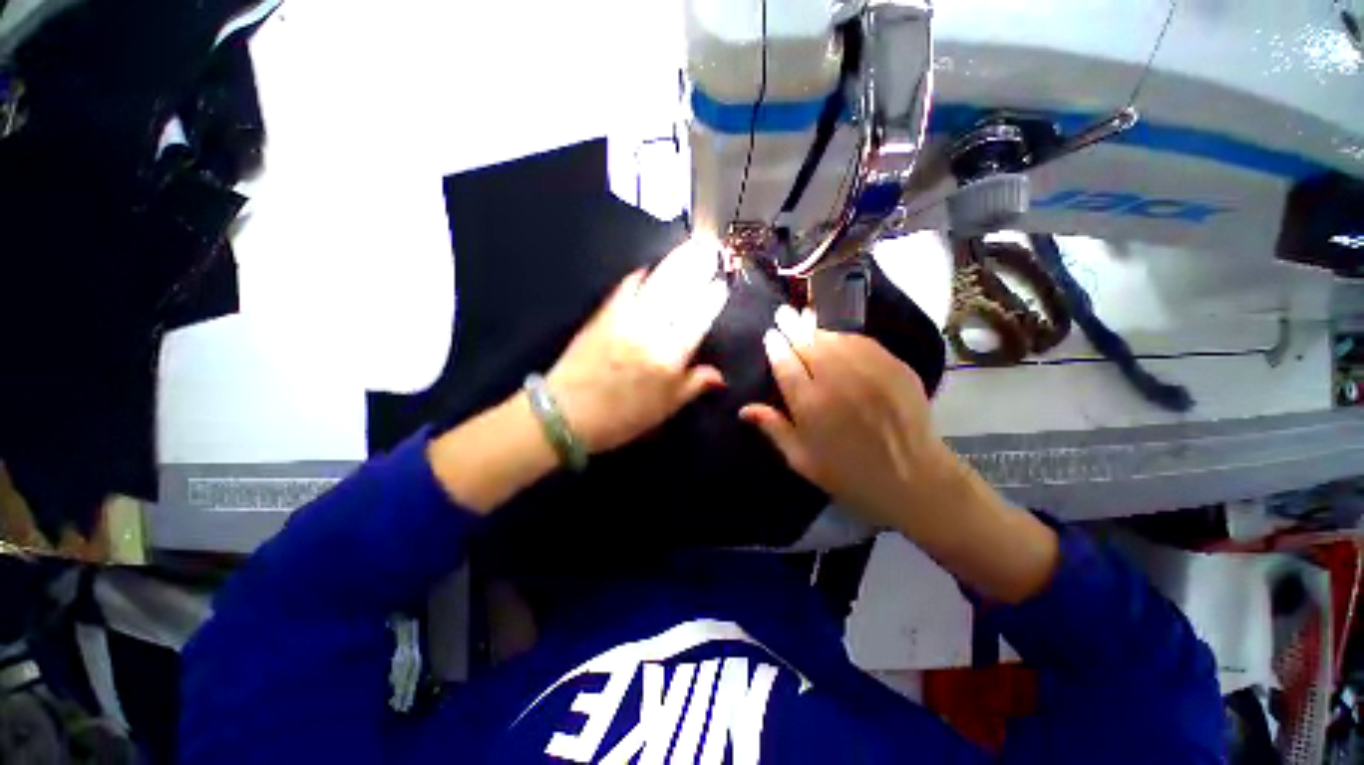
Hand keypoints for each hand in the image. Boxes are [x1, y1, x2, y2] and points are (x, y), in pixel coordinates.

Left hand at [546, 236, 729, 454]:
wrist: (565, 414)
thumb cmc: (621, 418)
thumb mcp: (663, 410)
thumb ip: (692, 386)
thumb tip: (719, 376)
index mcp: (669, 357)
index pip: (697, 319)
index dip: (711, 299)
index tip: (721, 284)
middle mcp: (650, 332)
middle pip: (678, 294)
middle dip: (697, 268)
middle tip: (710, 247)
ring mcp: (624, 320)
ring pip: (655, 286)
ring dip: (675, 264)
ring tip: (690, 247)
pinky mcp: (602, 316)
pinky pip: (623, 290)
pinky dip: (636, 277)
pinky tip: (645, 268)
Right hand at [739, 305, 962, 531]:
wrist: (914, 479)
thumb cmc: (849, 474)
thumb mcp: (802, 460)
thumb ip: (773, 429)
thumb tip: (743, 409)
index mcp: (810, 404)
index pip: (785, 364)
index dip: (775, 346)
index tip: (770, 334)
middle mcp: (836, 380)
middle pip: (808, 343)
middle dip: (792, 326)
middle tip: (784, 313)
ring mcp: (868, 370)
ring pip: (835, 339)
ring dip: (817, 329)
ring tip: (806, 321)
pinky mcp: (894, 368)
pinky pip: (863, 343)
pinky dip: (846, 337)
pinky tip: (838, 337)